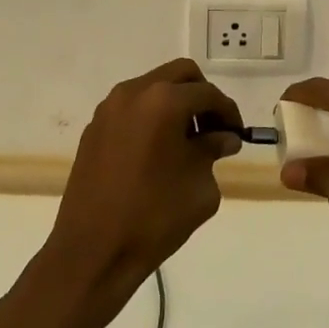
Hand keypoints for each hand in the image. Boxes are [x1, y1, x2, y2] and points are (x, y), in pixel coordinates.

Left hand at [45, 58, 242, 305]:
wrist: (92, 252)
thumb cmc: (154, 218)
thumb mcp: (199, 186)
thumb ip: (213, 151)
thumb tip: (222, 137)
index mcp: (164, 101)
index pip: (207, 94)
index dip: (227, 112)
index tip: (236, 134)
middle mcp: (135, 92)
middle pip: (180, 75)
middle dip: (201, 96)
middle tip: (212, 129)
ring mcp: (110, 107)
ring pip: (153, 86)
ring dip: (174, 103)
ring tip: (185, 141)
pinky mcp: (94, 126)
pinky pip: (132, 107)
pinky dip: (150, 116)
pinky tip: (156, 151)